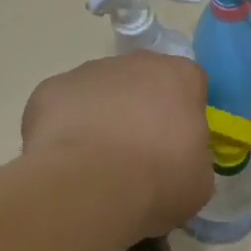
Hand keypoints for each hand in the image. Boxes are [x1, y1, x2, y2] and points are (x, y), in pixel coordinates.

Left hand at [21, 54, 212, 240]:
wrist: (92, 187)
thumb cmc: (159, 181)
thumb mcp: (199, 179)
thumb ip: (192, 155)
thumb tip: (178, 159)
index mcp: (179, 77)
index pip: (188, 85)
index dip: (182, 114)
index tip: (176, 144)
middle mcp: (134, 63)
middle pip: (141, 81)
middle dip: (139, 109)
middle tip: (136, 154)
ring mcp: (88, 72)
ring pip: (99, 91)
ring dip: (101, 117)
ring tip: (96, 163)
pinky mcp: (50, 89)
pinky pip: (62, 107)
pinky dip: (64, 129)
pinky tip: (66, 162)